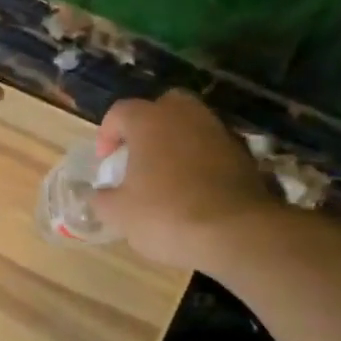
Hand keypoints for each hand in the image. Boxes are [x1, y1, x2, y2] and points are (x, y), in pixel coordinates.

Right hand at [92, 91, 282, 268]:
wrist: (235, 232)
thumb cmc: (165, 214)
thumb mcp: (118, 213)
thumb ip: (102, 199)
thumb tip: (98, 194)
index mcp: (149, 121)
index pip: (120, 112)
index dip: (107, 134)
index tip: (105, 161)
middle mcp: (185, 116)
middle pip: (162, 107)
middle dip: (146, 127)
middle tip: (137, 156)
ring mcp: (218, 132)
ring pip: (190, 126)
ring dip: (175, 143)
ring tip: (165, 175)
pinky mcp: (243, 154)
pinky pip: (211, 148)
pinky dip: (199, 160)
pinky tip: (192, 189)